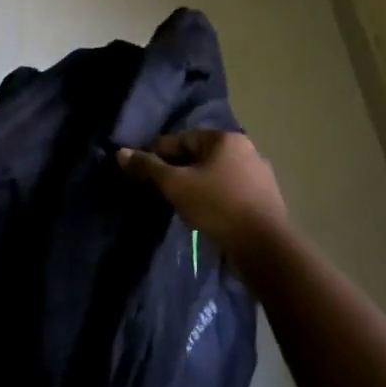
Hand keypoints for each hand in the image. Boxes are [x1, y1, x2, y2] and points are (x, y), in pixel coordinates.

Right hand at [117, 130, 286, 249]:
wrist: (265, 247)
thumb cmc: (218, 207)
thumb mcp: (175, 186)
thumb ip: (148, 168)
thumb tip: (120, 152)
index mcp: (225, 138)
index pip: (181, 139)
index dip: (157, 153)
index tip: (140, 171)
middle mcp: (246, 149)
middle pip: (200, 155)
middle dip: (178, 169)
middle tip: (158, 190)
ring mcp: (259, 174)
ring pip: (216, 174)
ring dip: (197, 185)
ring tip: (179, 204)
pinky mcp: (265, 199)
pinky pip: (230, 191)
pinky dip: (214, 198)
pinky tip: (205, 215)